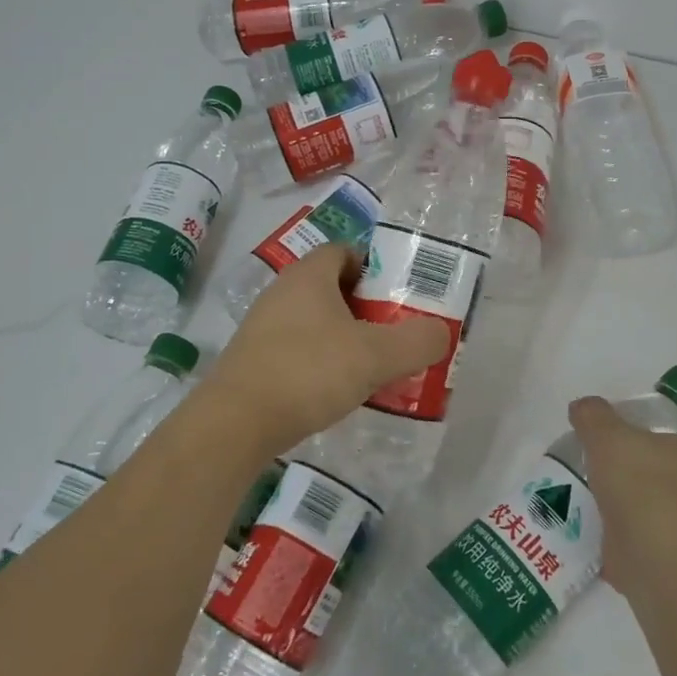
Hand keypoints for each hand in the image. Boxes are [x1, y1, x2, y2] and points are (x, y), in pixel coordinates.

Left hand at [202, 245, 449, 459]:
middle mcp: (281, 292)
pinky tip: (333, 391)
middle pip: (330, 286)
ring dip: (341, 337)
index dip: (374, 268)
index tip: (397, 297)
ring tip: (369, 366)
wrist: (234, 424)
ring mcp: (261, 327)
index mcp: (309, 276)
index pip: (345, 251)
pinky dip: (318, 361)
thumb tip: (441, 333)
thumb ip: (417, 341)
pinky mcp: (252, 361)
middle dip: (363, 307)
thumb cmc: (309, 372)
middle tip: (392, 333)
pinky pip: (295, 349)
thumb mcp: (376, 356)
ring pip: (312, 320)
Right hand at [568, 396, 676, 596]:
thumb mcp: (608, 436)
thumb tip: (582, 407)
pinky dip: (619, 549)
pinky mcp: (675, 570)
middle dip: (628, 481)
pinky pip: (640, 551)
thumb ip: (593, 417)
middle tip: (591, 481)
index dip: (632, 442)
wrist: (666, 562)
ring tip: (585, 514)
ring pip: (650, 517)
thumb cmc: (643, 486)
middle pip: (656, 478)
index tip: (602, 449)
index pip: (661, 441)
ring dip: (624, 517)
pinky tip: (592, 545)